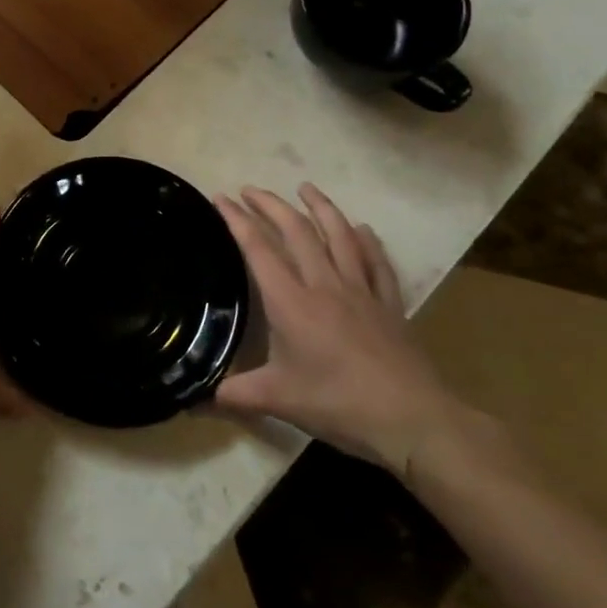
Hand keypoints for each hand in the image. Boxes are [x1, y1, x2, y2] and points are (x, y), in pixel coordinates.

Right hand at [213, 185, 462, 475]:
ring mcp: (361, 291)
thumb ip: (235, 394)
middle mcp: (324, 285)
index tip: (221, 198)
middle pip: (297, 231)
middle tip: (251, 189)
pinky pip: (376, 263)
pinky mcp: (390, 304)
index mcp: (291, 302)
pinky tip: (362, 229)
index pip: (259, 249)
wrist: (413, 419)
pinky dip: (367, 241)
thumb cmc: (339, 404)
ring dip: (320, 208)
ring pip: (339, 236)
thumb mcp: (278, 401)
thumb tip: (194, 398)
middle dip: (271, 205)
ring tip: (306, 188)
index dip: (237, 220)